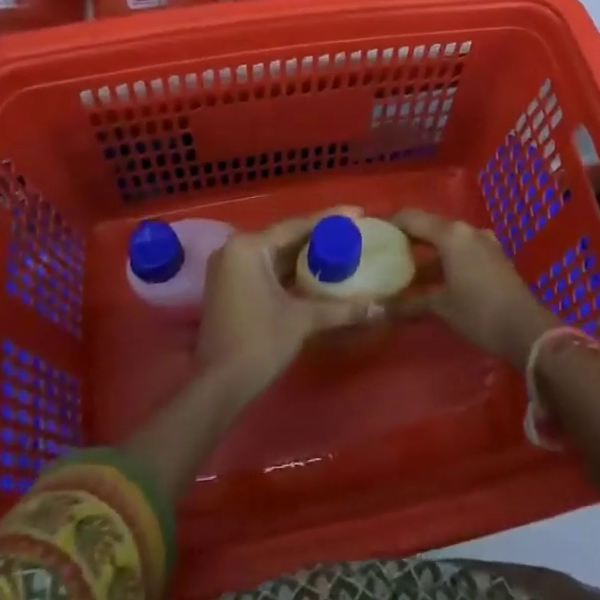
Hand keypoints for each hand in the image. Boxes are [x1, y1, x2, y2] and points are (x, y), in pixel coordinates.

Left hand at [196, 216, 375, 403]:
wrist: (219, 386)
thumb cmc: (259, 343)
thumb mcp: (302, 320)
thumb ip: (341, 309)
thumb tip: (380, 307)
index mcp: (248, 247)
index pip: (295, 226)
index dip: (329, 219)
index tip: (358, 212)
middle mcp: (234, 250)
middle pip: (284, 238)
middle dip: (318, 237)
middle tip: (352, 232)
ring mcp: (228, 269)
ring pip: (275, 255)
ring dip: (304, 255)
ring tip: (339, 249)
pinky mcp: (229, 288)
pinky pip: (265, 269)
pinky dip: (289, 271)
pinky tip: (314, 273)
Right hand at [389, 209, 557, 369]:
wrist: (527, 330)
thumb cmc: (479, 313)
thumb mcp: (441, 307)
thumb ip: (410, 303)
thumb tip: (380, 309)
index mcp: (451, 234)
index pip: (412, 218)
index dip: (391, 223)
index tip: (373, 234)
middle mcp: (467, 231)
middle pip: (430, 227)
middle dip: (408, 240)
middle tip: (385, 254)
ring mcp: (483, 243)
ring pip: (446, 241)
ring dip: (427, 254)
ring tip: (405, 271)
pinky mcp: (494, 258)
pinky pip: (461, 251)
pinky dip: (445, 261)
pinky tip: (433, 281)